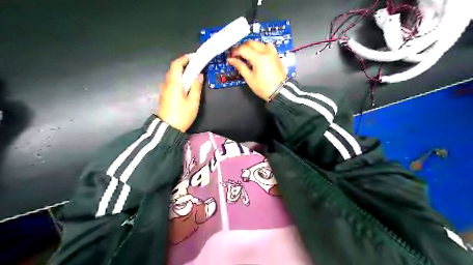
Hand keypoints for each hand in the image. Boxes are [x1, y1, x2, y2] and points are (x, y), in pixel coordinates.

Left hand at [155, 55, 202, 131]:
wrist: (168, 129)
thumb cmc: (182, 115)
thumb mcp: (193, 102)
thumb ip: (196, 87)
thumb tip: (199, 76)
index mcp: (174, 83)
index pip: (177, 65)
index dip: (184, 58)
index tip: (194, 57)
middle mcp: (167, 84)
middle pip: (173, 69)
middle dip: (184, 65)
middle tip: (195, 66)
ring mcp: (164, 90)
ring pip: (172, 76)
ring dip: (181, 73)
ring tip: (192, 75)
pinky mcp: (164, 96)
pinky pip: (171, 83)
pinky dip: (178, 80)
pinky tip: (185, 86)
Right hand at [228, 40, 286, 100]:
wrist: (279, 91)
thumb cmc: (264, 87)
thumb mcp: (249, 78)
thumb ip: (240, 66)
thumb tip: (232, 60)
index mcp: (258, 57)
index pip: (243, 48)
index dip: (235, 52)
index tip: (231, 57)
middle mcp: (266, 51)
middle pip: (250, 43)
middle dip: (242, 48)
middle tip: (237, 56)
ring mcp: (272, 52)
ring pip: (258, 43)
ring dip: (250, 47)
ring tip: (246, 56)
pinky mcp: (275, 55)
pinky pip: (266, 46)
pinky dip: (260, 47)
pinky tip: (257, 55)